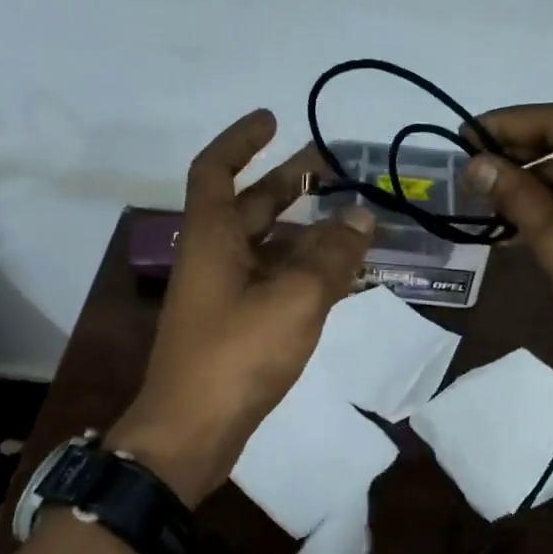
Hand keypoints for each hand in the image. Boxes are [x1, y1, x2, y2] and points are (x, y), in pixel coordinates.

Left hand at [109, 110, 373, 505]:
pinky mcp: (233, 326)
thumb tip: (361, 217)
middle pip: (247, 205)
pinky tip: (336, 274)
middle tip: (331, 167)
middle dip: (286, 182)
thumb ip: (331, 256)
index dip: (242, 140)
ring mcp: (221, 294)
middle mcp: (212, 257)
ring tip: (350, 222)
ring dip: (301, 230)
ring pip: (264, 246)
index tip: (274, 119)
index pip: (215, 169)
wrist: (190, 434)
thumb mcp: (295, 299)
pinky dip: (300, 269)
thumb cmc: (237, 355)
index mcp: (211, 237)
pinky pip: (270, 281)